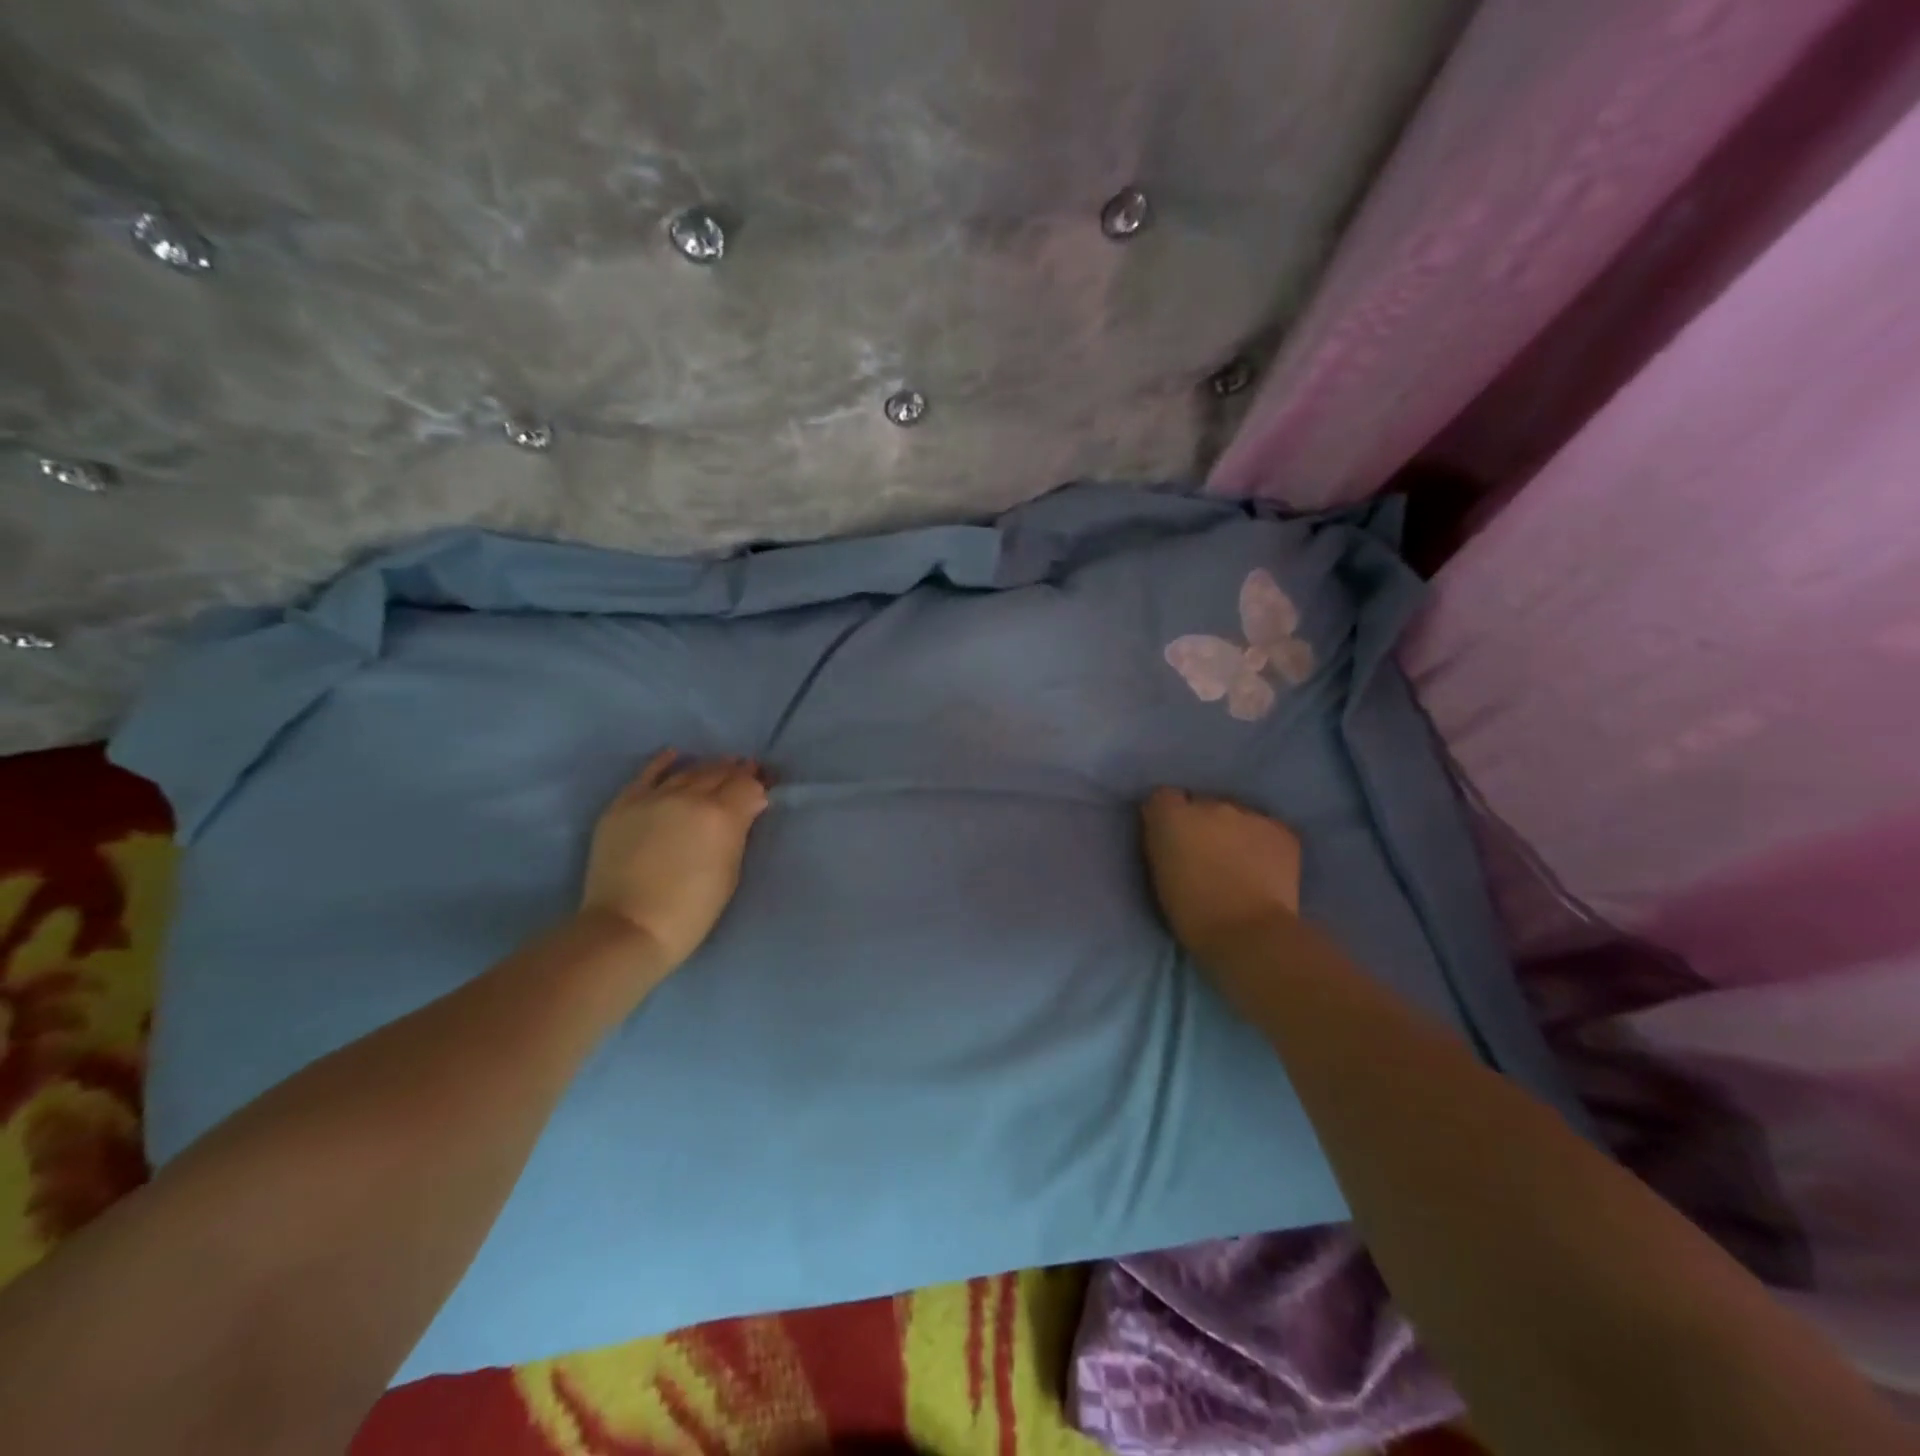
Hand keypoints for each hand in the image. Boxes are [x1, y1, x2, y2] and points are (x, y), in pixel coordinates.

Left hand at [581, 751, 770, 970]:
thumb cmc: (691, 911)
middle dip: (737, 772)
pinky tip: (676, 755)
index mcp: (721, 815)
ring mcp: (653, 797)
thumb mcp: (730, 872)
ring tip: (720, 767)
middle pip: (720, 773)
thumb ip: (739, 832)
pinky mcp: (624, 804)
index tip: (766, 786)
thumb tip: (748, 807)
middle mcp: (689, 796)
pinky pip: (648, 773)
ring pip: (689, 771)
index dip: (759, 784)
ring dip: (708, 767)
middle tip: (747, 772)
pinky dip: (665, 762)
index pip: (747, 786)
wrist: (629, 928)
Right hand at [1140, 787, 1302, 965]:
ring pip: (1237, 816)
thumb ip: (1163, 843)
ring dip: (1234, 832)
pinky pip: (1266, 829)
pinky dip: (1263, 844)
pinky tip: (1264, 869)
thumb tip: (1171, 832)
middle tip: (1208, 854)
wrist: (1248, 933)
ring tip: (1240, 863)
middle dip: (1204, 823)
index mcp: (1172, 816)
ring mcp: (1249, 814)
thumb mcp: (1160, 874)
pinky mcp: (1281, 830)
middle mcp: (1210, 804)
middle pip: (1203, 804)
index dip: (1168, 815)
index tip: (1172, 837)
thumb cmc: (1191, 913)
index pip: (1163, 796)